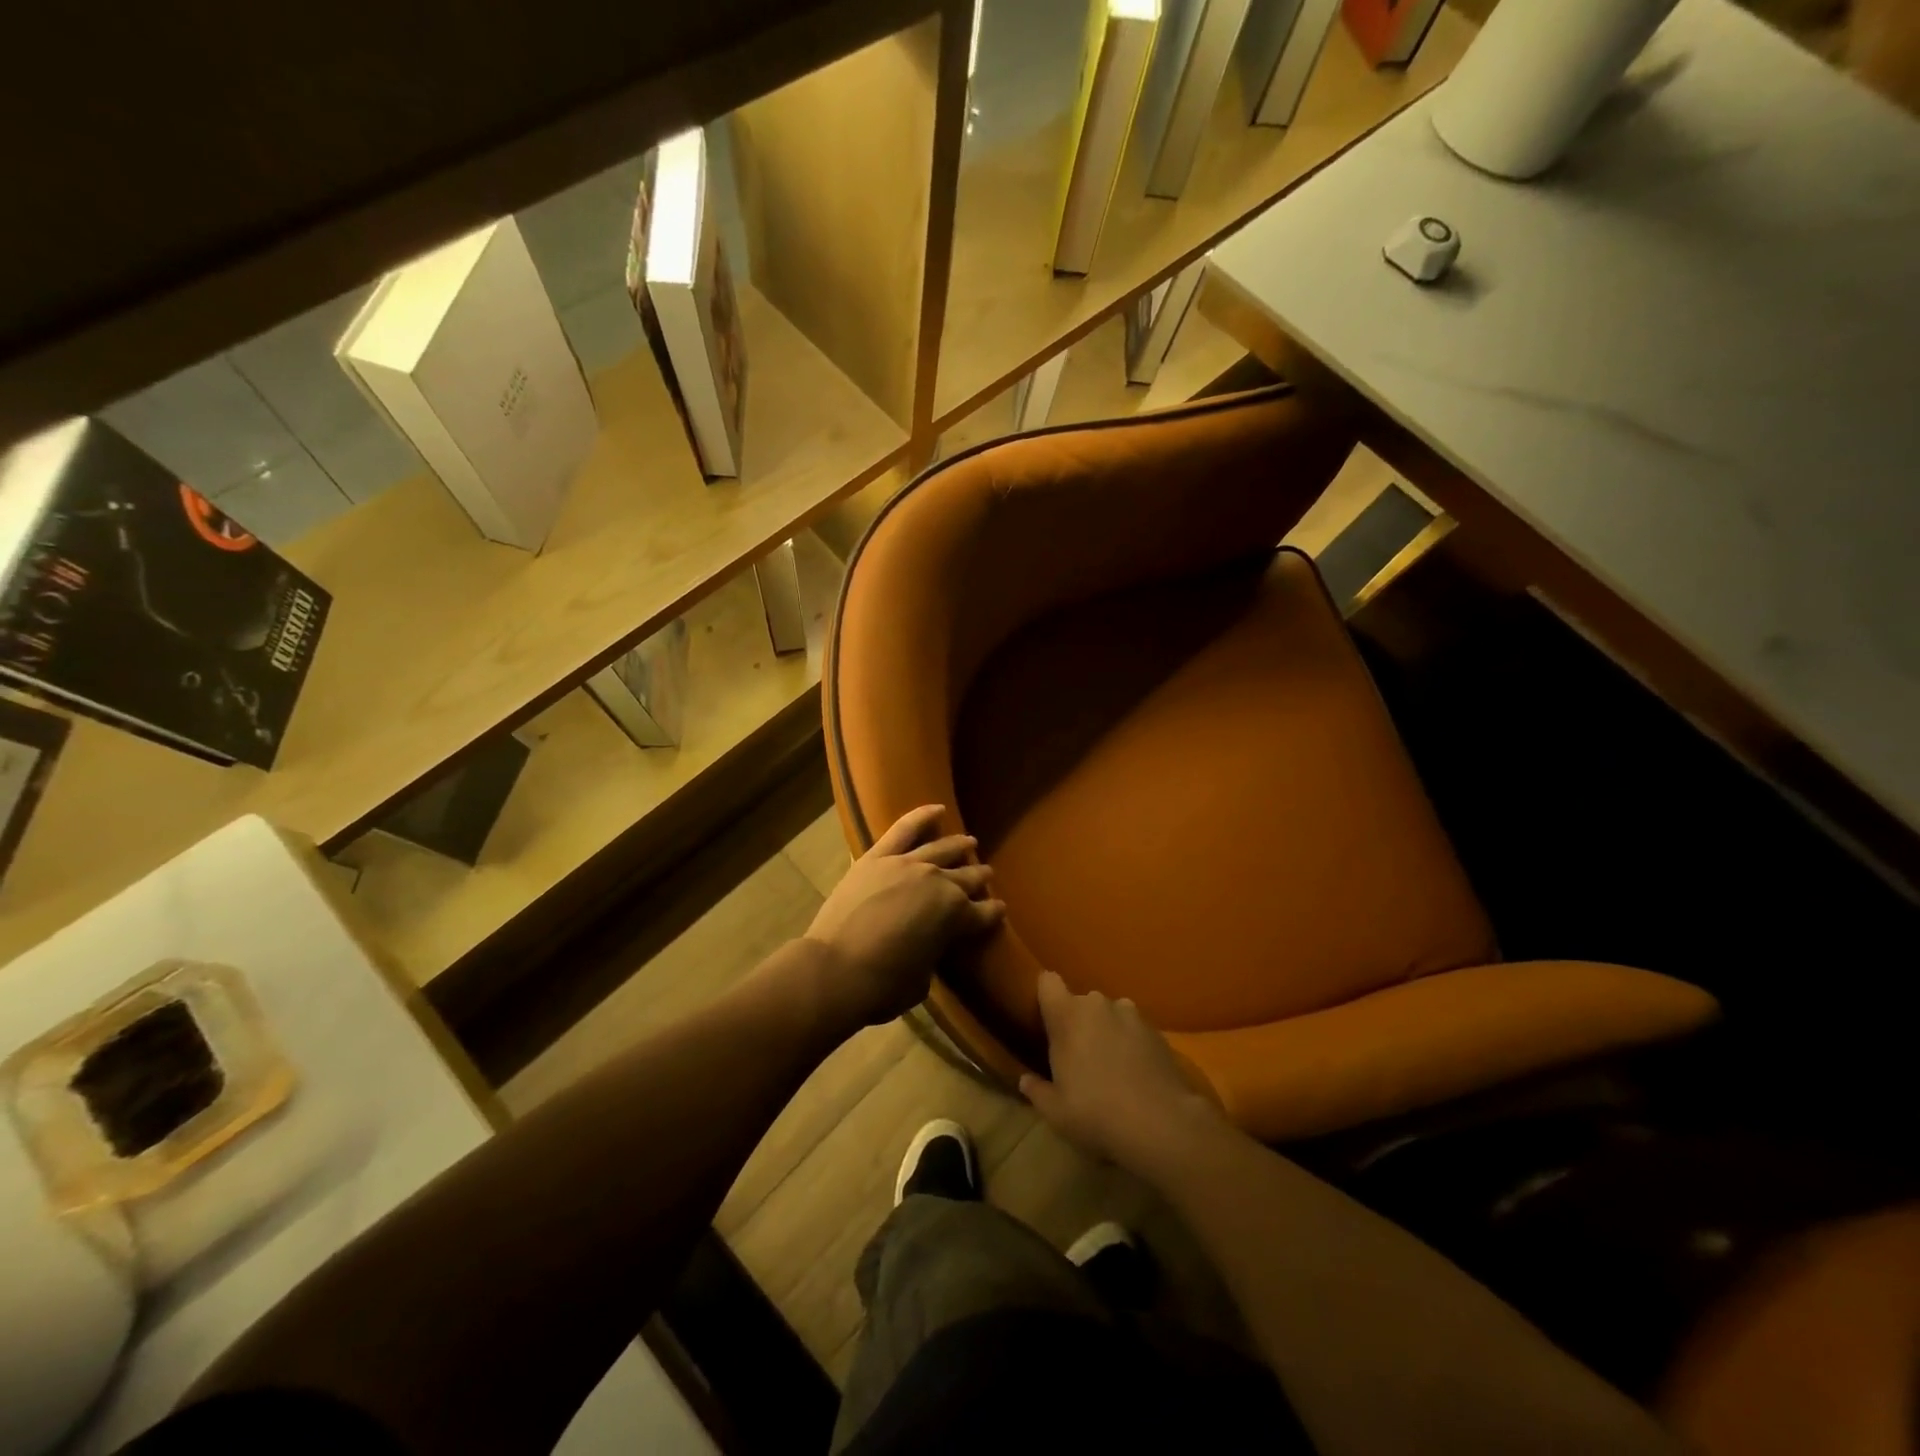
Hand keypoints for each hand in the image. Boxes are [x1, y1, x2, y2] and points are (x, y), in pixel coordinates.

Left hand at [803, 805, 1004, 1028]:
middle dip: (979, 877)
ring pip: (941, 849)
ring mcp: (907, 864)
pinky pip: (903, 829)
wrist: (835, 969)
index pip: (984, 912)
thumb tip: (927, 945)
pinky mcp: (877, 857)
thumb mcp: (922, 980)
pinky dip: (921, 816)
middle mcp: (938, 882)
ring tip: (969, 842)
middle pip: (966, 876)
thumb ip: (932, 954)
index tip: (998, 911)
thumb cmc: (883, 986)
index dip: (993, 913)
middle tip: (987, 875)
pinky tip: (936, 809)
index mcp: (956, 915)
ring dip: (958, 845)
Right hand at [1019, 970, 1224, 1172]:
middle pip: (1080, 1002)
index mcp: (1067, 1014)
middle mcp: (1098, 1003)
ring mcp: (1131, 1013)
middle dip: (1078, 1023)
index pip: (1048, 982)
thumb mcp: (1056, 1111)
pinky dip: (1130, 1043)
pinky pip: (1133, 1028)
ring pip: (1109, 1014)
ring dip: (1106, 1031)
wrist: (1162, 1123)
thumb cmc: (1096, 1112)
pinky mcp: (1157, 1029)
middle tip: (1078, 1058)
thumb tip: (1025, 1080)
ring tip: (1111, 1066)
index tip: (1045, 1020)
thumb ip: (1037, 1090)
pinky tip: (1135, 1074)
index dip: (1046, 997)